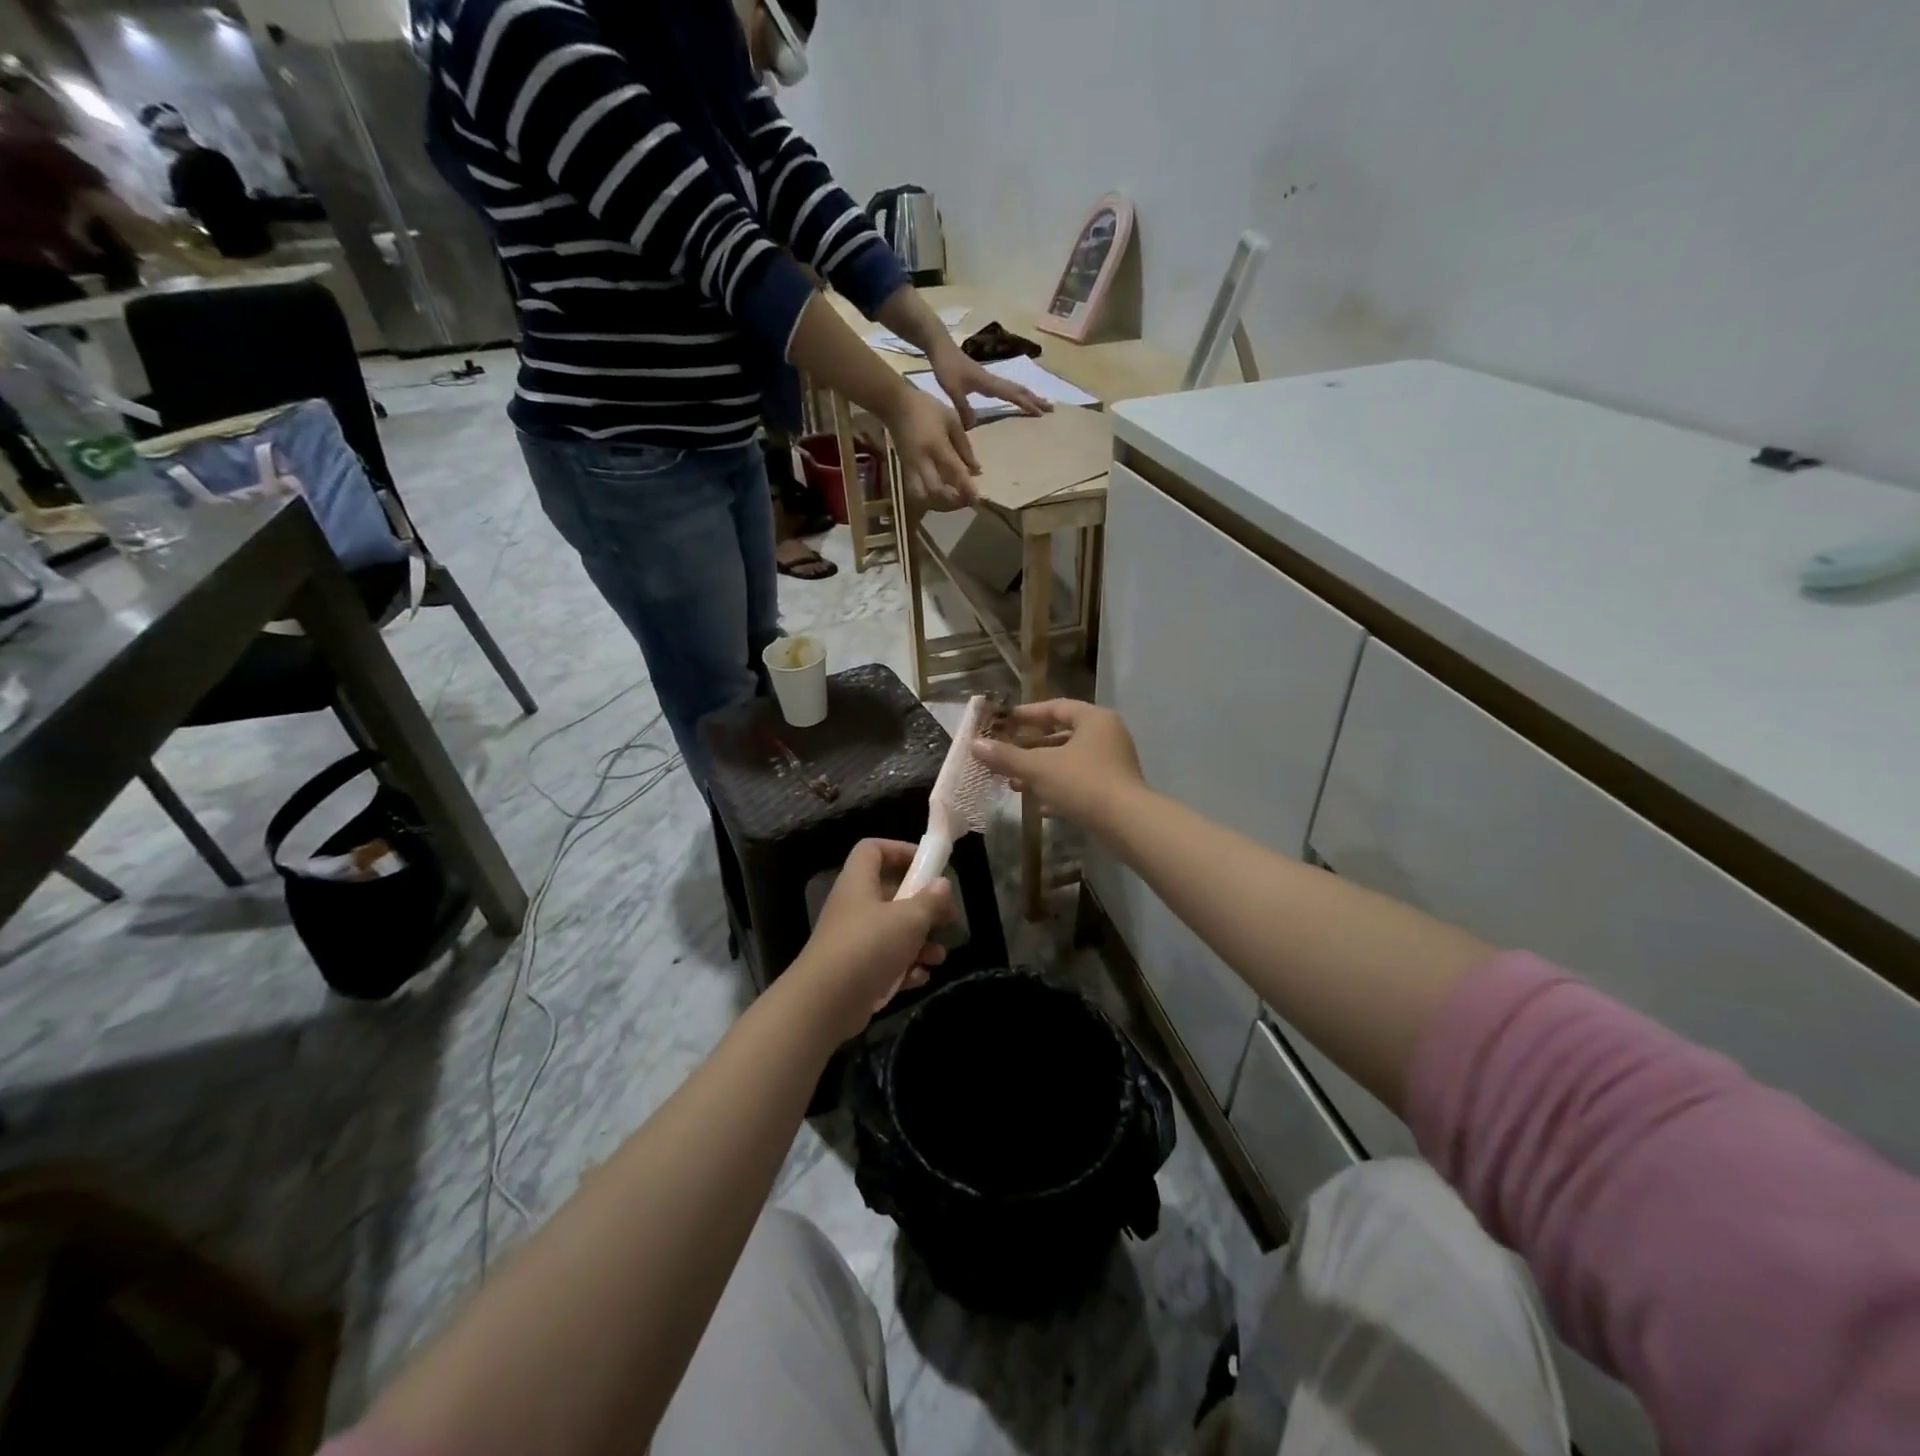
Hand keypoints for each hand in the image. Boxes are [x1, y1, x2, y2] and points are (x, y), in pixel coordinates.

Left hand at [787, 840, 956, 1041]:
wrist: (824, 1003)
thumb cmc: (868, 946)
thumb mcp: (908, 919)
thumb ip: (930, 901)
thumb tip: (942, 884)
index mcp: (859, 883)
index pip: (873, 849)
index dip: (900, 850)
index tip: (928, 865)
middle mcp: (854, 907)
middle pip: (891, 894)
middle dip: (923, 907)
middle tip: (948, 918)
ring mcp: (853, 941)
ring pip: (893, 932)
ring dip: (920, 943)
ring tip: (939, 957)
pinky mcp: (856, 972)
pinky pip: (886, 962)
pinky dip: (904, 968)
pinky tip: (919, 978)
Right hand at [880, 385, 979, 510]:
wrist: (895, 405)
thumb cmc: (926, 408)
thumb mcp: (951, 420)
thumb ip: (964, 446)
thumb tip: (977, 470)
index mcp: (936, 446)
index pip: (954, 472)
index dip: (967, 488)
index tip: (978, 499)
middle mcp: (922, 461)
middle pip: (937, 491)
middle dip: (952, 501)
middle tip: (966, 501)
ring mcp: (911, 468)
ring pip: (923, 496)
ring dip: (938, 503)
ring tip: (952, 500)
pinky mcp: (904, 471)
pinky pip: (916, 491)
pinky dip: (928, 498)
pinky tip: (938, 496)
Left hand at [929, 341, 1051, 428]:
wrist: (940, 346)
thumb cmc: (946, 367)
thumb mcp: (952, 390)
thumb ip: (963, 407)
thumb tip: (974, 426)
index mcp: (988, 383)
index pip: (1012, 395)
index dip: (1027, 404)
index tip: (1041, 413)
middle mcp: (993, 380)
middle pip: (1019, 390)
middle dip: (1036, 399)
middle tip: (1052, 408)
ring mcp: (990, 378)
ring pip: (1014, 388)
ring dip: (1029, 395)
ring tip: (1042, 403)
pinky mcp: (985, 379)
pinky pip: (1006, 388)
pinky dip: (1017, 393)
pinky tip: (1018, 397)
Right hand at [972, 699, 1144, 830]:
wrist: (1127, 824)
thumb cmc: (1083, 783)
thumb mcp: (1039, 768)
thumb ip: (1007, 757)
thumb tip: (974, 745)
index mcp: (1094, 719)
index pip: (1056, 707)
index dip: (1028, 714)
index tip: (1005, 722)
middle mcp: (1107, 736)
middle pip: (1062, 735)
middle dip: (1031, 748)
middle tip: (1006, 754)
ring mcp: (1113, 763)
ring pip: (1070, 761)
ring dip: (1042, 771)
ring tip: (1015, 784)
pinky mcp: (1114, 789)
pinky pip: (1081, 782)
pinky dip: (1060, 790)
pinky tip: (1040, 807)